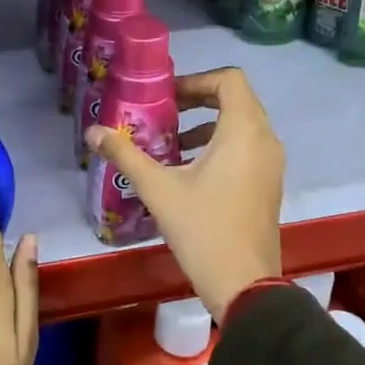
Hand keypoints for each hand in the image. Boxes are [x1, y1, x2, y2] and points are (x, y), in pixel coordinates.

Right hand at [85, 67, 282, 321]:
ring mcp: (271, 164)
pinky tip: (189, 170)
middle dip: (199, 100)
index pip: (229, 80)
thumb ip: (125, 155)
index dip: (196, 80)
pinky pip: (248, 148)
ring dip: (208, 124)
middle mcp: (265, 140)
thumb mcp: (158, 189)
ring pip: (242, 125)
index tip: (167, 97)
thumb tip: (92, 132)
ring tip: (172, 142)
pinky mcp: (269, 185)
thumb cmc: (203, 229)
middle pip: (236, 99)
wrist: (245, 285)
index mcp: (244, 131)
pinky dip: (221, 145)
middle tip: (164, 113)